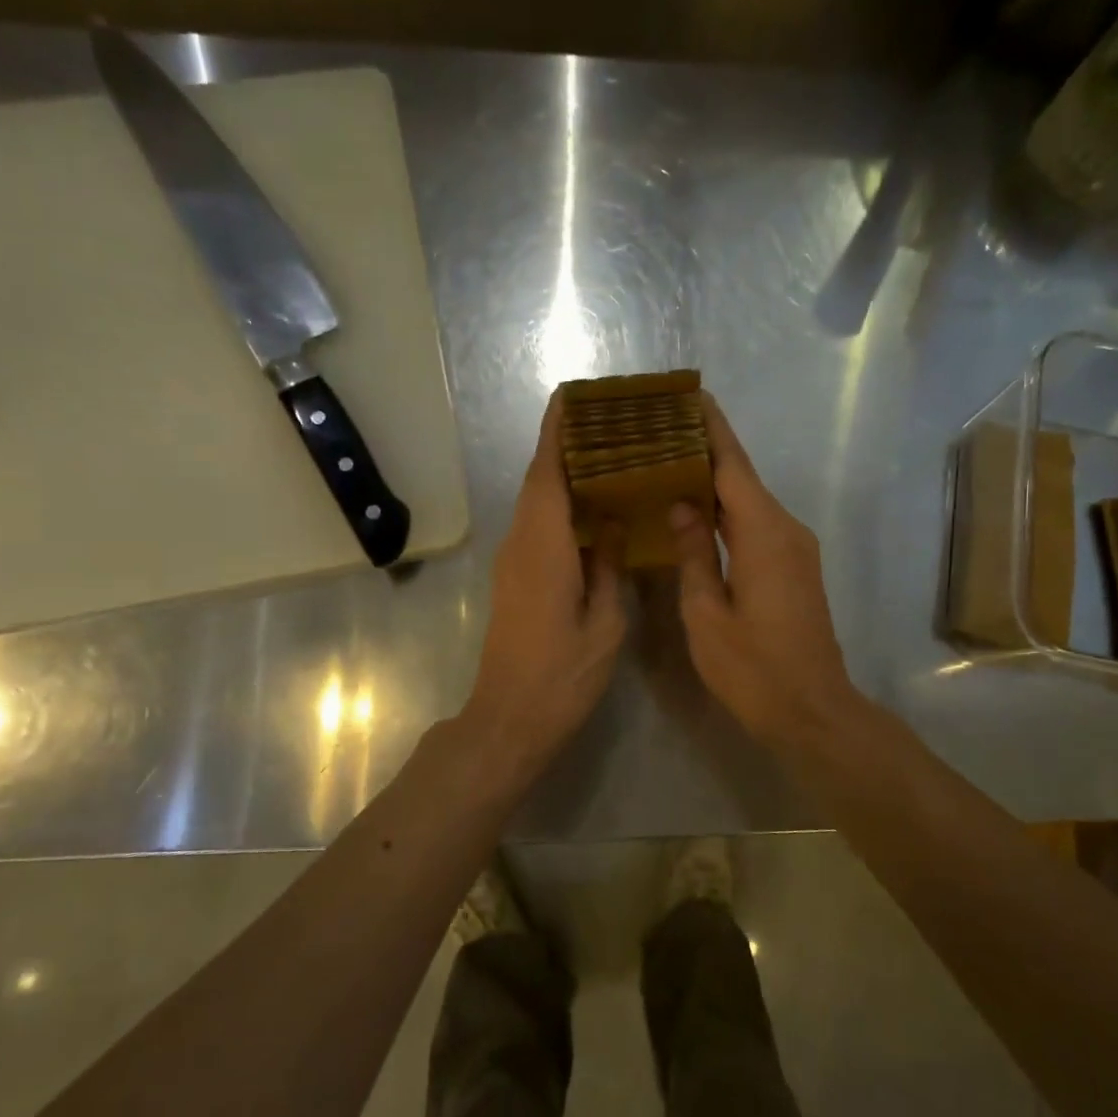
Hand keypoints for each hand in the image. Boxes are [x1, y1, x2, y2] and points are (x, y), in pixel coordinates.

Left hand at [460, 392, 626, 785]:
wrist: (509, 718)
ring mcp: (513, 563)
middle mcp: (521, 545)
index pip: (547, 474)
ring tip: (607, 458)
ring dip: (563, 477)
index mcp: (544, 548)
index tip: (571, 399)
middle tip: (607, 424)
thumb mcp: (603, 624)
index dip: (557, 434)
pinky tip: (592, 512)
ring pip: (537, 504)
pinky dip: (560, 508)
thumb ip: (607, 569)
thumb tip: (608, 526)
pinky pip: (538, 528)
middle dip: (564, 447)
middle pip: (539, 482)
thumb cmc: (562, 675)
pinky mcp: (514, 580)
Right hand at [670, 397, 864, 750]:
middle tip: (662, 430)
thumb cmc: (753, 669)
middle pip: (742, 477)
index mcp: (763, 533)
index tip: (688, 395)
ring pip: (750, 502)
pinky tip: (697, 511)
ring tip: (670, 462)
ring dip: (715, 481)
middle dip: (706, 450)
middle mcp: (786, 529)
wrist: (813, 711)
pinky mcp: (795, 568)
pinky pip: (756, 525)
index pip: (732, 465)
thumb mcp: (707, 613)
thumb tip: (683, 504)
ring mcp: (795, 549)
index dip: (710, 428)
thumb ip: (694, 553)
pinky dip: (727, 511)